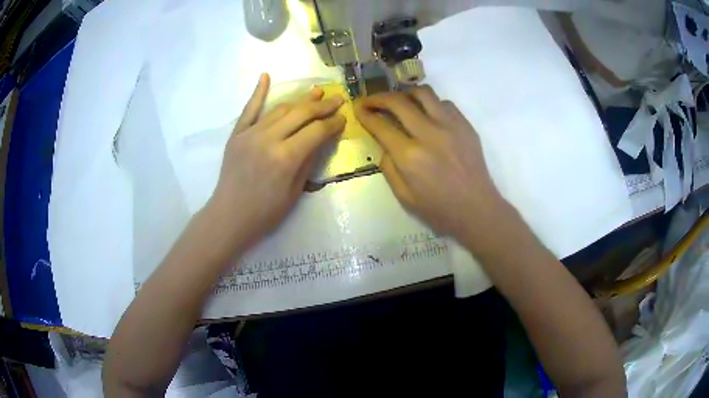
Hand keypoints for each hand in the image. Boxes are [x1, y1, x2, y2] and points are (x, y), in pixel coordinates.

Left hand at [209, 73, 344, 248]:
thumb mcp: (295, 191)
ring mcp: (250, 133)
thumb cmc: (265, 212)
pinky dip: (258, 92)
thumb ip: (309, 160)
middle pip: (302, 113)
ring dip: (300, 100)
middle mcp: (269, 139)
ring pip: (281, 109)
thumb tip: (322, 138)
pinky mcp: (237, 134)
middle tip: (338, 99)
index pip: (317, 131)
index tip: (343, 119)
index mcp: (286, 157)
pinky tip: (265, 76)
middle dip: (323, 105)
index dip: (333, 123)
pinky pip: (249, 109)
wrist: (230, 216)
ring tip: (316, 93)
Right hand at [354, 86, 507, 239]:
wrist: (477, 209)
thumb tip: (385, 143)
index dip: (365, 114)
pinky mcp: (465, 125)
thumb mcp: (404, 196)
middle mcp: (429, 133)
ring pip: (423, 93)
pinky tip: (427, 115)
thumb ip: (389, 167)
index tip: (358, 108)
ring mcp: (450, 125)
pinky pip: (444, 103)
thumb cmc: (439, 209)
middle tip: (371, 101)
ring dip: (405, 94)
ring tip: (400, 102)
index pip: (380, 125)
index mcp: (410, 156)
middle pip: (398, 101)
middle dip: (379, 97)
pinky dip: (430, 104)